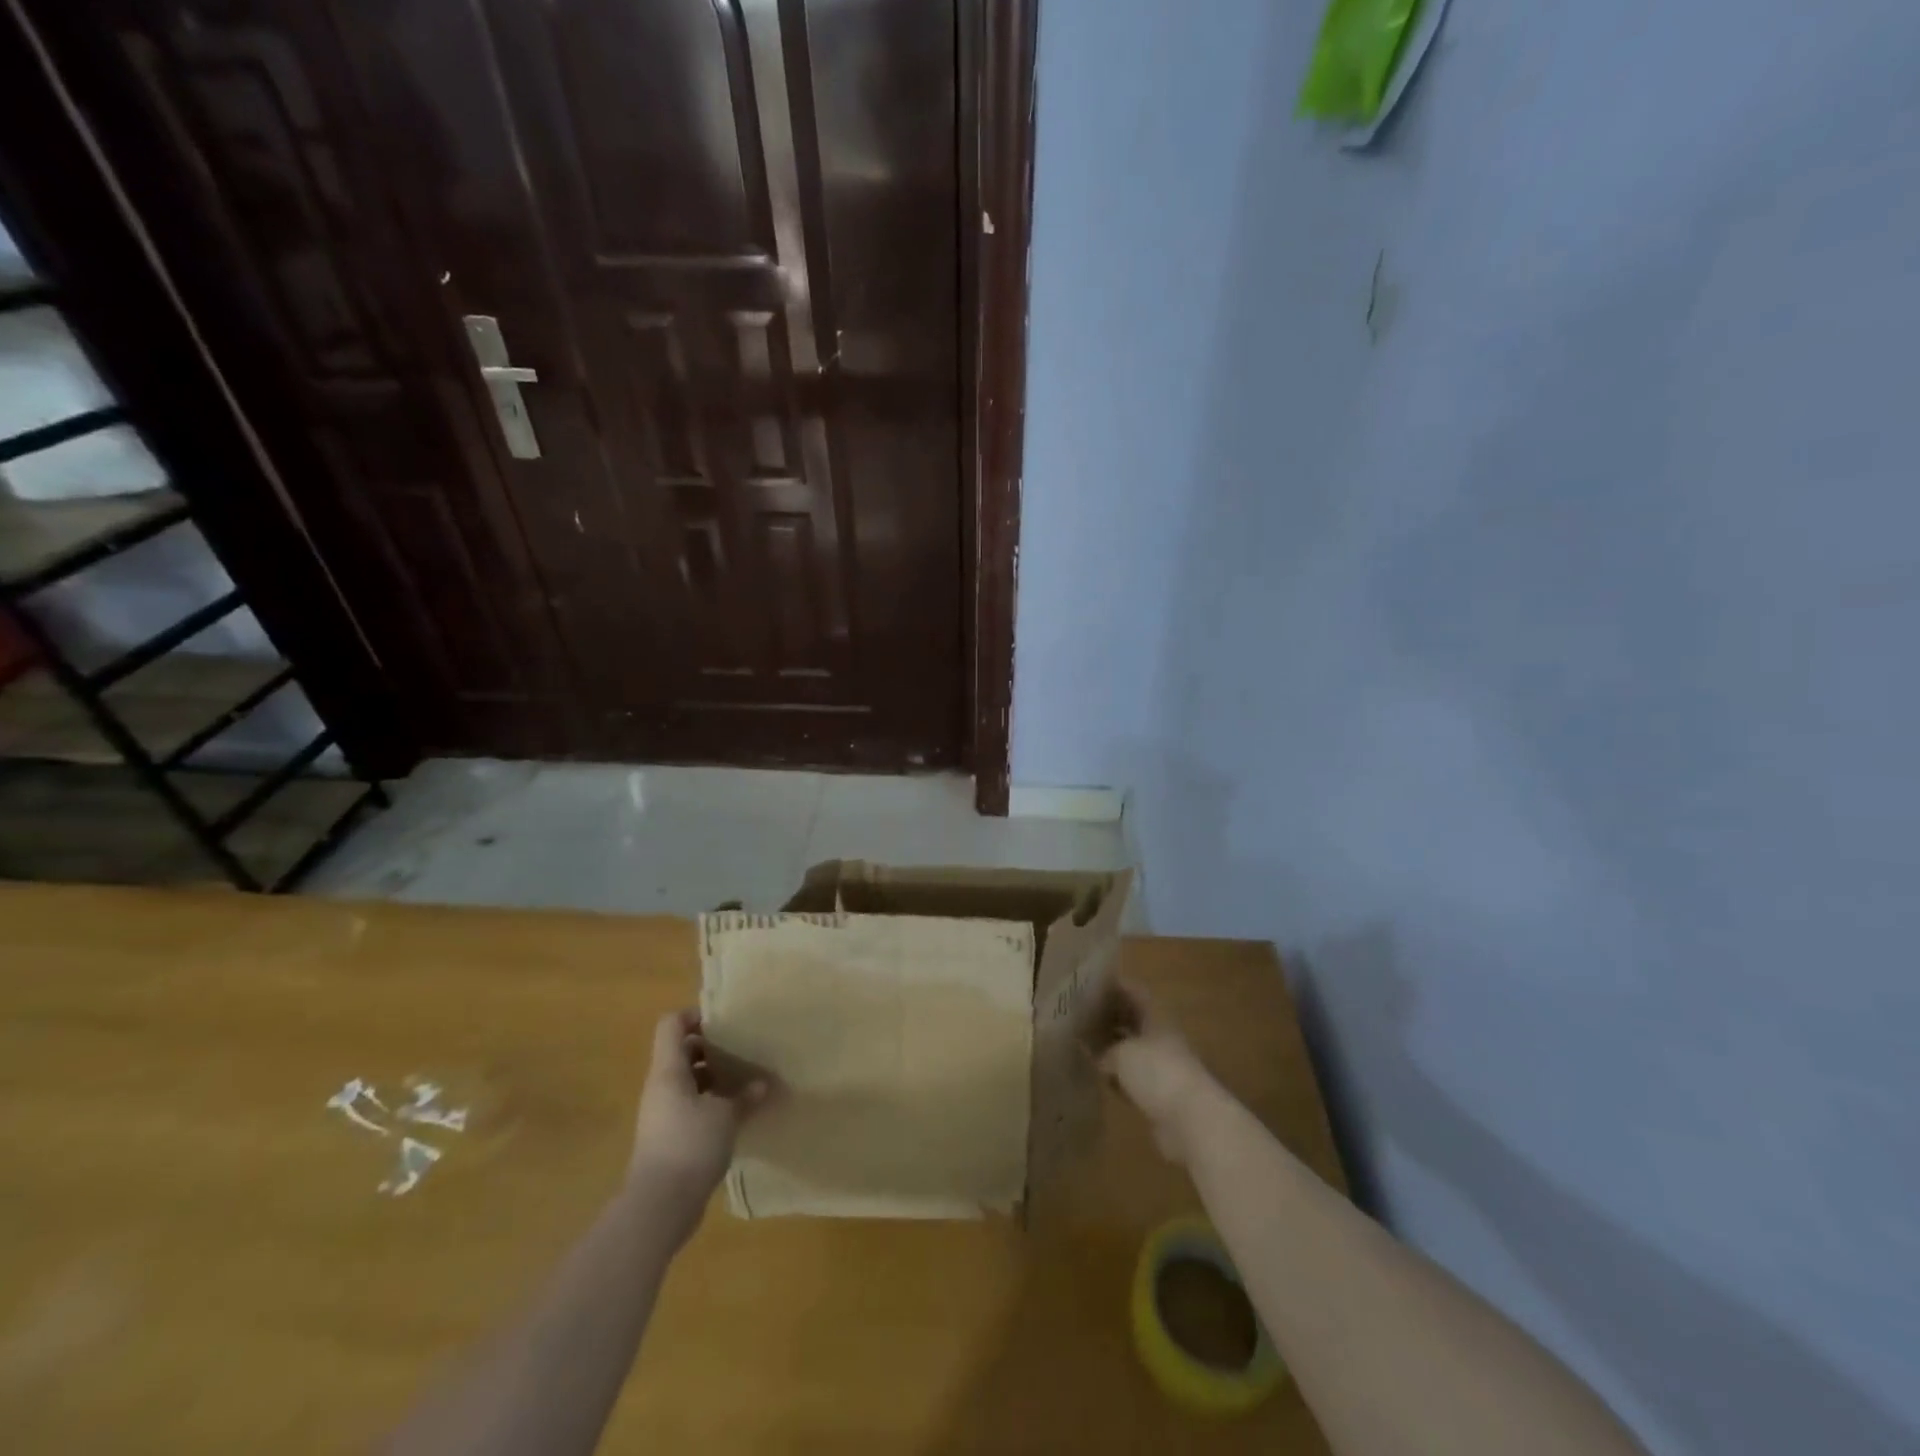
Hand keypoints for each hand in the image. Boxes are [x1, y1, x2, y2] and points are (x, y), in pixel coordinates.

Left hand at [628, 1011, 771, 1232]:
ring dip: (714, 1077)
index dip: (696, 1015)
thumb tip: (761, 1084)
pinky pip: (690, 1107)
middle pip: (681, 1051)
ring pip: (687, 1081)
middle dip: (711, 1047)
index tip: (726, 1021)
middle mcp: (661, 1087)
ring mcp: (662, 1114)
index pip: (672, 1025)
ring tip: (745, 1079)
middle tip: (742, 1048)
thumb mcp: (726, 1115)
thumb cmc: (690, 1145)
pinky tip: (737, 1113)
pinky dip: (711, 1103)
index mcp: (668, 1071)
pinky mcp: (669, 1138)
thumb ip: (744, 1096)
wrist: (659, 1206)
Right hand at [1089, 982, 1216, 1165]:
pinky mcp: (1161, 1095)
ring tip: (1087, 1046)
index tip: (1092, 984)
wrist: (1191, 1120)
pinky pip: (1135, 1079)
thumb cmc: (1156, 1072)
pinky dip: (1121, 1078)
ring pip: (1133, 1051)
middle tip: (1083, 1016)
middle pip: (1134, 1021)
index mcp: (1156, 1018)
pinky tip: (1103, 1079)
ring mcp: (1163, 1067)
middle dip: (1111, 1018)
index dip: (1116, 986)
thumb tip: (1100, 1058)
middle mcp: (1161, 1038)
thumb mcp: (1122, 1053)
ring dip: (1114, 1049)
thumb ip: (1106, 1050)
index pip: (1135, 993)